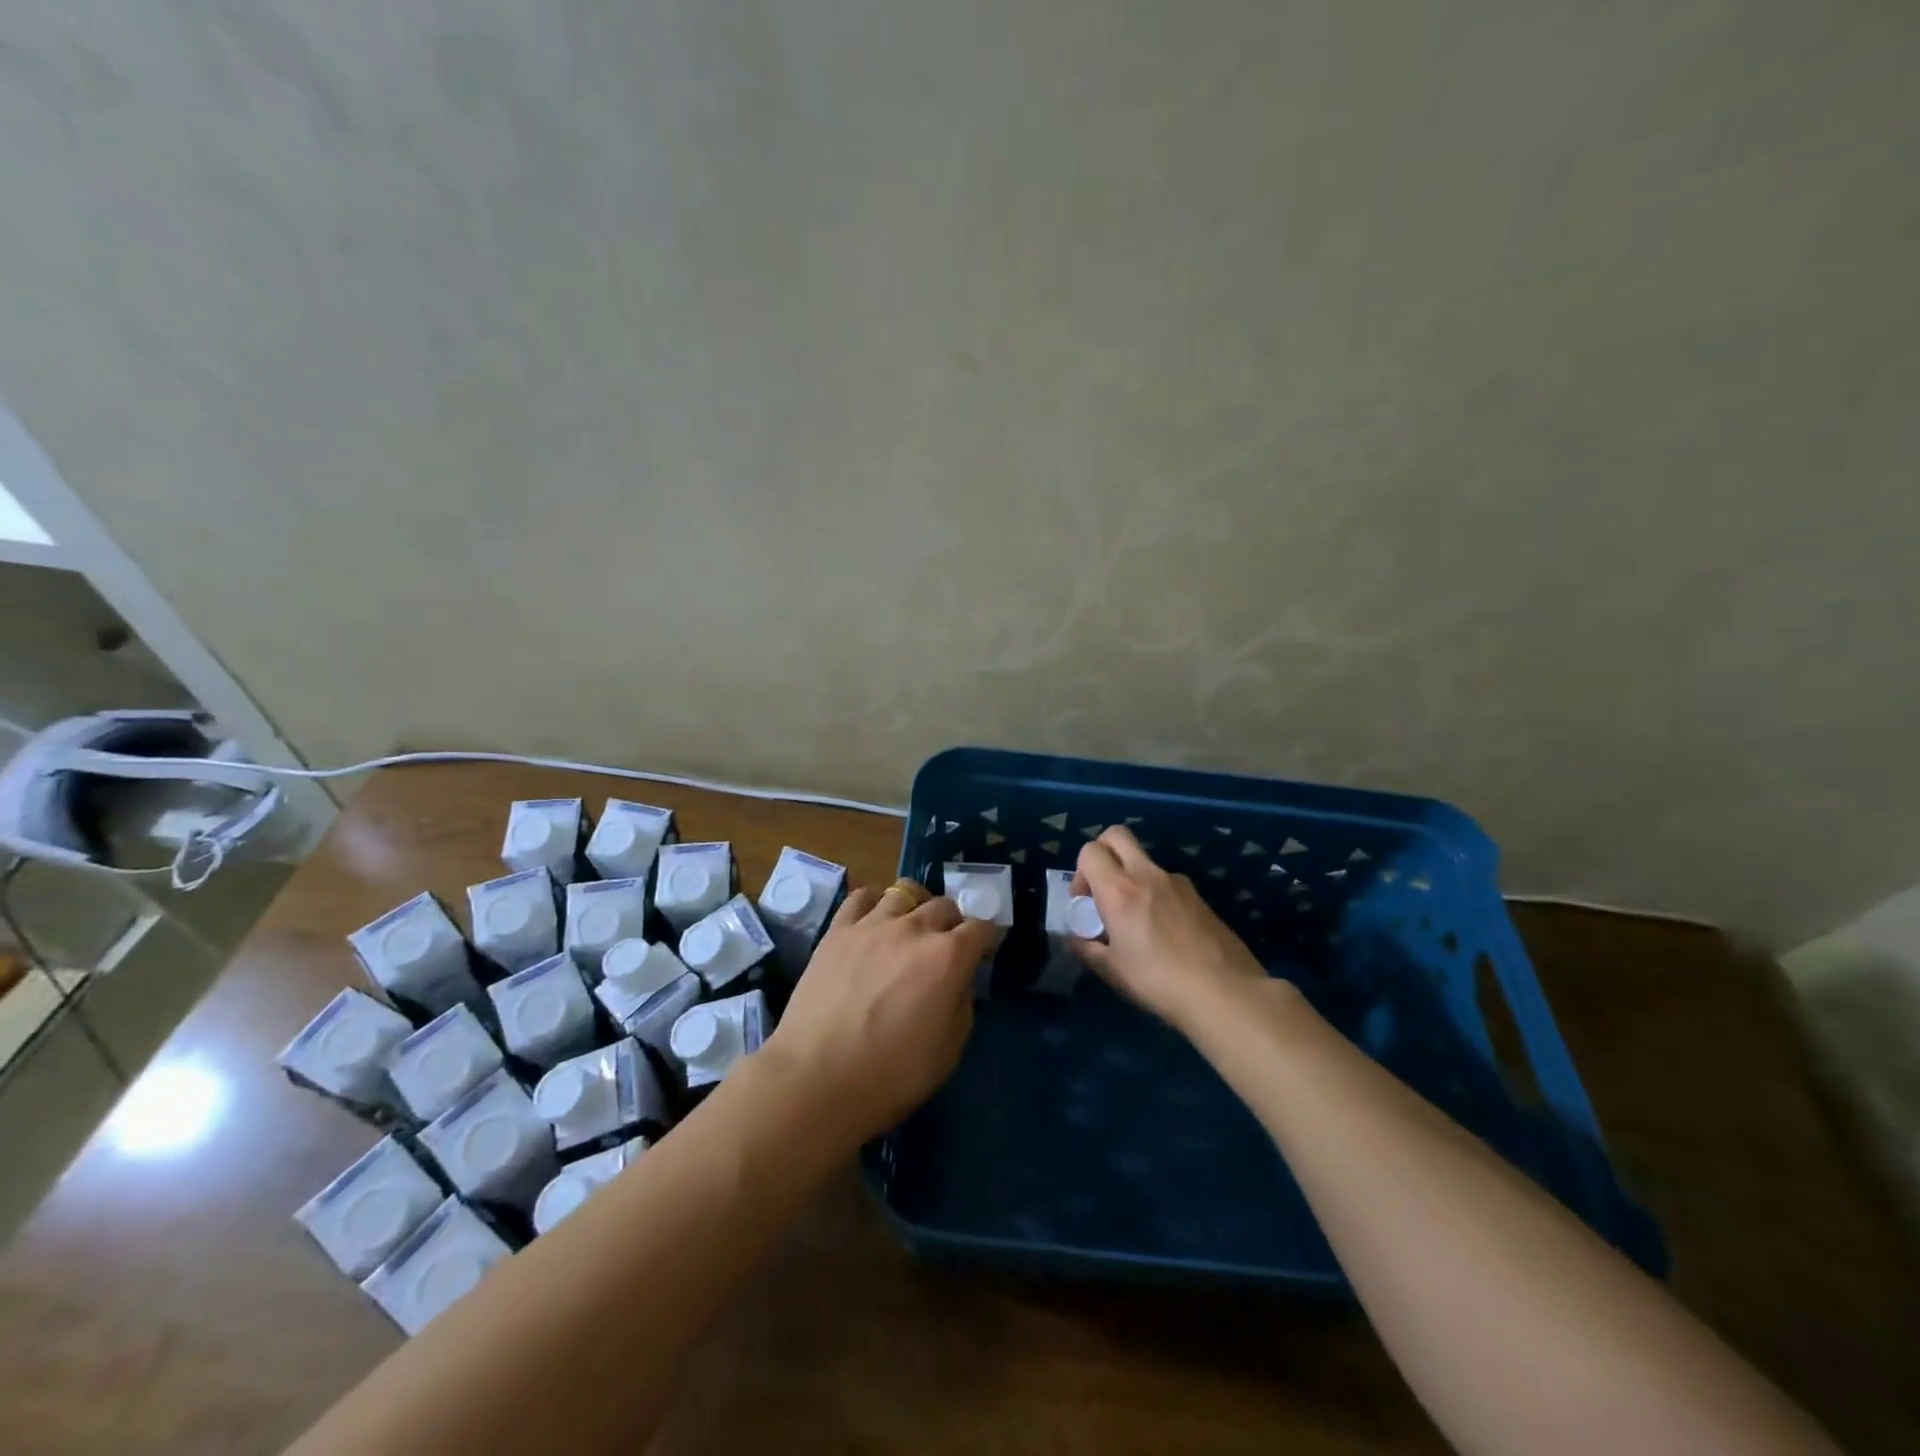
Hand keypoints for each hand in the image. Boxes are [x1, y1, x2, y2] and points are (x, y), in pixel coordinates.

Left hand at [758, 881, 997, 1144]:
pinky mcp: (838, 930)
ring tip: (910, 924)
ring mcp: (873, 924)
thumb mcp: (948, 1051)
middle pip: (944, 905)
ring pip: (904, 892)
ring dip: (915, 906)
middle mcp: (914, 929)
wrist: (817, 1079)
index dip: (986, 938)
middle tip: (946, 944)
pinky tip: (873, 917)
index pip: (981, 928)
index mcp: (948, 958)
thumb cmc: (891, 1076)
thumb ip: (961, 1005)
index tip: (983, 950)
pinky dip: (874, 901)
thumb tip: (958, 981)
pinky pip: (861, 896)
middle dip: (952, 922)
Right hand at [1071, 826, 1271, 1033]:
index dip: (1080, 871)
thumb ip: (1085, 948)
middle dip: (1103, 852)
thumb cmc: (1159, 981)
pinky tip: (1164, 932)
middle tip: (1103, 889)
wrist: (1226, 993)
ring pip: (1144, 861)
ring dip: (1131, 877)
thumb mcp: (1112, 971)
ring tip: (1136, 920)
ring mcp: (1177, 882)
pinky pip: (1167, 882)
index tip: (1084, 902)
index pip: (1090, 851)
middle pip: (1117, 835)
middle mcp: (1147, 874)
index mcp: (1120, 890)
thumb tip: (1072, 938)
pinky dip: (1156, 894)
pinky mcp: (1199, 896)